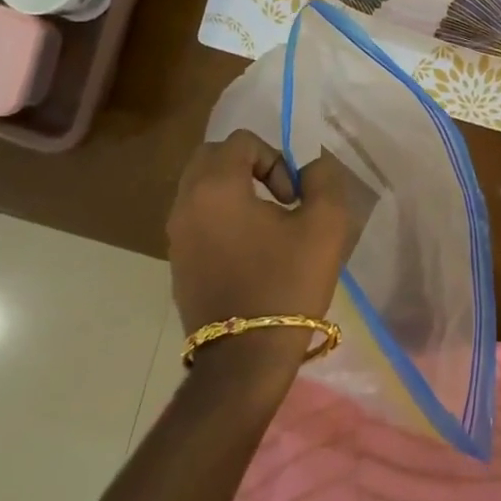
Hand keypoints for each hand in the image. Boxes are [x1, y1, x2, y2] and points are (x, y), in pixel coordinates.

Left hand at [166, 133, 358, 372]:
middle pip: (212, 157)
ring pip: (201, 187)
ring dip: (234, 190)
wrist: (245, 359)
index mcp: (216, 187)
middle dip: (249, 165)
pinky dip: (221, 217)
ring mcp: (176, 235)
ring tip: (268, 225)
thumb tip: (313, 165)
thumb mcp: (324, 225)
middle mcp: (186, 203)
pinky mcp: (177, 262)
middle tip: (279, 197)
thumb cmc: (286, 284)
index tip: (294, 198)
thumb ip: (323, 180)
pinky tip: (250, 251)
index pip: (242, 141)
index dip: (276, 159)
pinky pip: (197, 218)